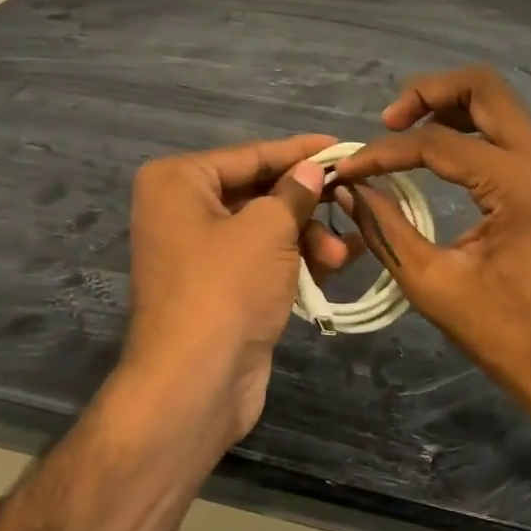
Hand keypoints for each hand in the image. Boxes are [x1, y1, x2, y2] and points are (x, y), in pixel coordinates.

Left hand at [121, 134, 355, 451]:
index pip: (250, 155)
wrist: (194, 385)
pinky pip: (262, 260)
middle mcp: (181, 210)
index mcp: (179, 182)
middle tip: (351, 203)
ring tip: (340, 258)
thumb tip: (312, 169)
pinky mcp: (217, 288)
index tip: (343, 145)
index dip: (299, 151)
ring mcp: (197, 252)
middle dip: (307, 205)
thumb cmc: (226, 287)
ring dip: (306, 239)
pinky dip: (294, 262)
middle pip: (258, 192)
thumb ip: (294, 192)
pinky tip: (331, 270)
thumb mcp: (268, 229)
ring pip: (264, 229)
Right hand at [329, 67, 530, 452]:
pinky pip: (503, 128)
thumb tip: (349, 190)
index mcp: (516, 183)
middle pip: (481, 86)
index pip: (435, 142)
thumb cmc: (504, 331)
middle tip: (388, 123)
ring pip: (495, 101)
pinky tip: (435, 151)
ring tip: (405, 132)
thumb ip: (385, 226)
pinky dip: (466, 126)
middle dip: (426, 93)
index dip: (383, 152)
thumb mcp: (431, 281)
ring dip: (447, 104)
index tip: (347, 171)